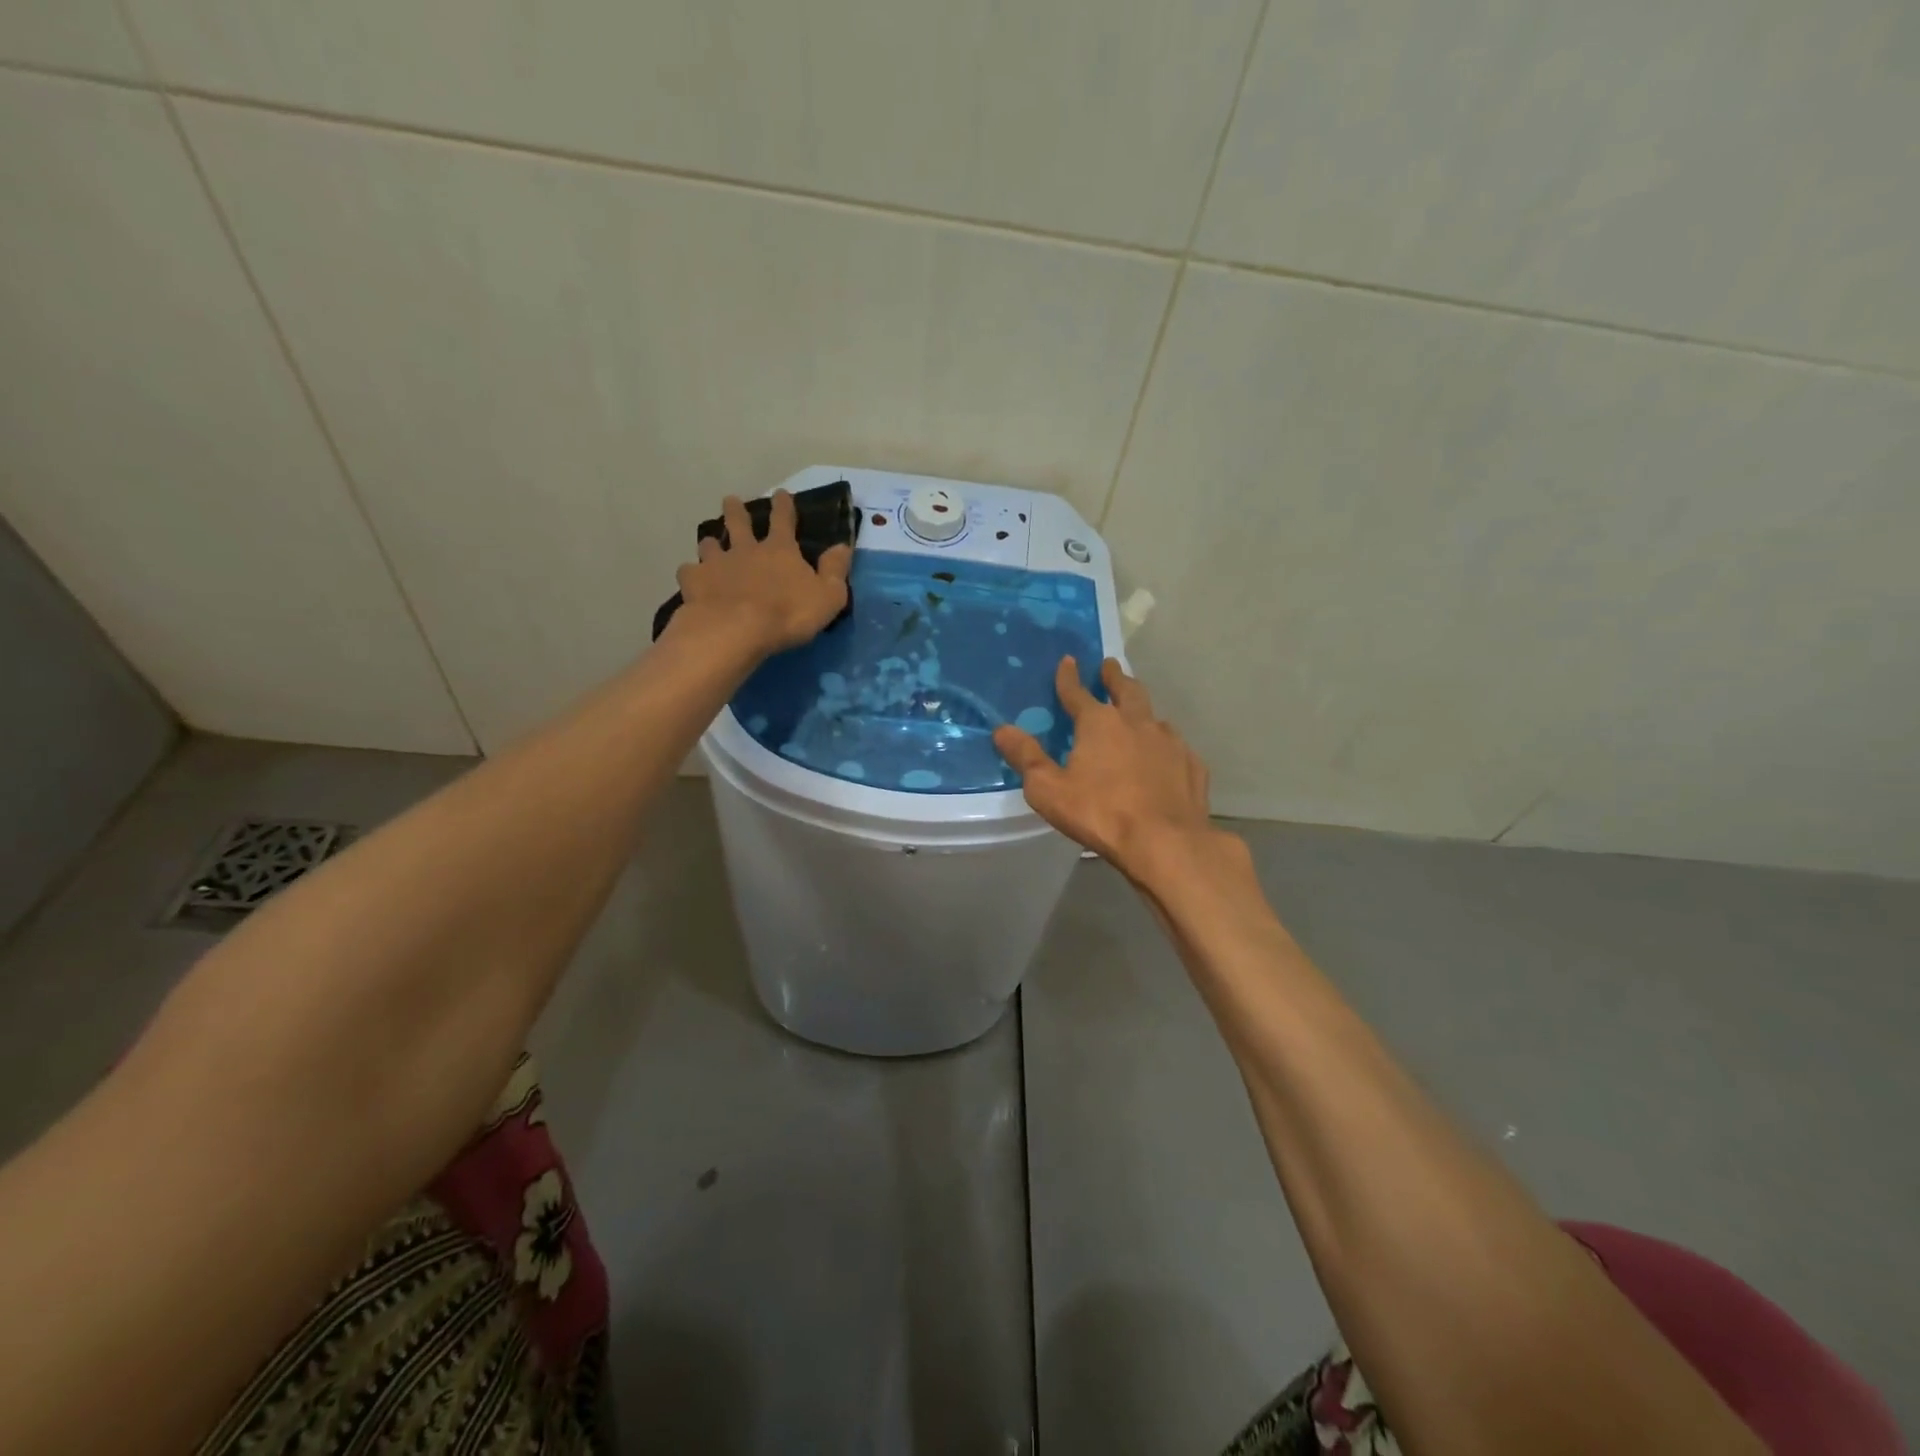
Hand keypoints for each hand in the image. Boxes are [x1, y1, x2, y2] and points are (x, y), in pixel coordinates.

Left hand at [672, 491, 851, 656]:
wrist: (737, 630)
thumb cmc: (788, 614)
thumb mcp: (828, 596)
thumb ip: (835, 570)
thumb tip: (843, 546)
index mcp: (780, 550)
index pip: (784, 520)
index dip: (784, 506)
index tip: (781, 493)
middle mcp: (746, 549)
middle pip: (739, 522)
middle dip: (736, 510)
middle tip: (731, 500)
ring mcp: (716, 564)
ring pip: (710, 544)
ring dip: (711, 541)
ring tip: (709, 542)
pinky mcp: (694, 582)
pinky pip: (689, 572)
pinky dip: (691, 573)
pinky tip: (691, 578)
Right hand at [993, 656, 1226, 882]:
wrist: (1165, 842)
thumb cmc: (1100, 813)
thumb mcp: (1048, 789)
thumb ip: (1026, 757)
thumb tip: (1002, 730)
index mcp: (1099, 723)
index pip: (1078, 692)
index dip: (1069, 677)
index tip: (1069, 661)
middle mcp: (1137, 722)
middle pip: (1126, 690)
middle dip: (1115, 677)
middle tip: (1110, 667)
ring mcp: (1169, 742)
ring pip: (1154, 717)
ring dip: (1142, 711)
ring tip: (1137, 714)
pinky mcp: (1192, 765)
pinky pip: (1175, 747)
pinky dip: (1164, 745)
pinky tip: (1163, 757)